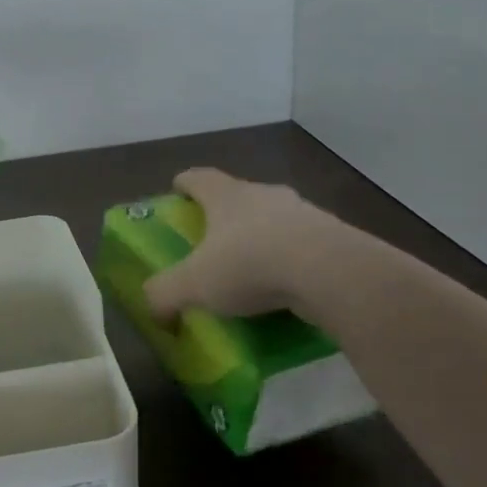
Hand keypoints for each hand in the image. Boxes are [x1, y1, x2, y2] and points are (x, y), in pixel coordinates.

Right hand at [142, 167, 363, 330]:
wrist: (332, 273)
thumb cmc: (250, 264)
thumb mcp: (193, 284)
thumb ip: (165, 293)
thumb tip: (153, 308)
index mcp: (225, 195)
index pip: (198, 177)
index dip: (184, 183)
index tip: (177, 191)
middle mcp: (263, 194)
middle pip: (237, 196)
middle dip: (224, 214)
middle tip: (212, 239)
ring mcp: (303, 212)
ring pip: (274, 219)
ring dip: (262, 237)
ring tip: (252, 269)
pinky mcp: (333, 237)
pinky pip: (303, 245)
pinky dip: (291, 260)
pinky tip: (286, 288)